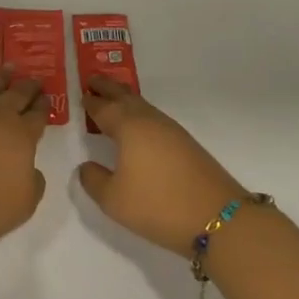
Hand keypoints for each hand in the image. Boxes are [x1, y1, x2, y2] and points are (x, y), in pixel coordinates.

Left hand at [0, 65, 48, 281]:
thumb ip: (33, 184)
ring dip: (3, 76)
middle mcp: (0, 118)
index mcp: (23, 138)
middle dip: (29, 88)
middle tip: (36, 79)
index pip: (38, 117)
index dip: (44, 107)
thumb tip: (31, 169)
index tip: (47, 99)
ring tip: (11, 66)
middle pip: (18, 96)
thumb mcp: (23, 206)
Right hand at [78, 78, 245, 256]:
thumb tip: (86, 166)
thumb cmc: (157, 205)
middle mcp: (149, 121)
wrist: (217, 218)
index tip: (81, 93)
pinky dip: (140, 113)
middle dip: (108, 87)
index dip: (91, 102)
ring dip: (126, 99)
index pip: (104, 108)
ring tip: (114, 98)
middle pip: (125, 97)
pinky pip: (155, 118)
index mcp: (128, 127)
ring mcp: (171, 130)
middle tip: (93, 79)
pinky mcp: (186, 144)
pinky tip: (140, 126)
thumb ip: (93, 180)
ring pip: (143, 106)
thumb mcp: (113, 200)